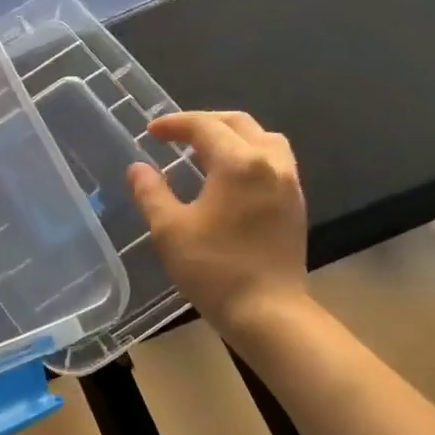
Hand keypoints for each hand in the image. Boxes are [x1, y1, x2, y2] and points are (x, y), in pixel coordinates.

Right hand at [127, 110, 309, 338]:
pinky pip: (274, 160)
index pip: (205, 127)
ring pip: (263, 138)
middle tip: (175, 135)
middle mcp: (270, 163)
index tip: (151, 132)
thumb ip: (151, 192)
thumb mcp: (169, 230)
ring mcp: (289, 183)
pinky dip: (249, 154)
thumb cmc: (213, 269)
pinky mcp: (295, 203)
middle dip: (204, 123)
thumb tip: (138, 168)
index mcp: (239, 163)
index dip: (175, 124)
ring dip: (232, 135)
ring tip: (205, 150)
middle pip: (239, 124)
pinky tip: (230, 176)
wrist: (267, 312)